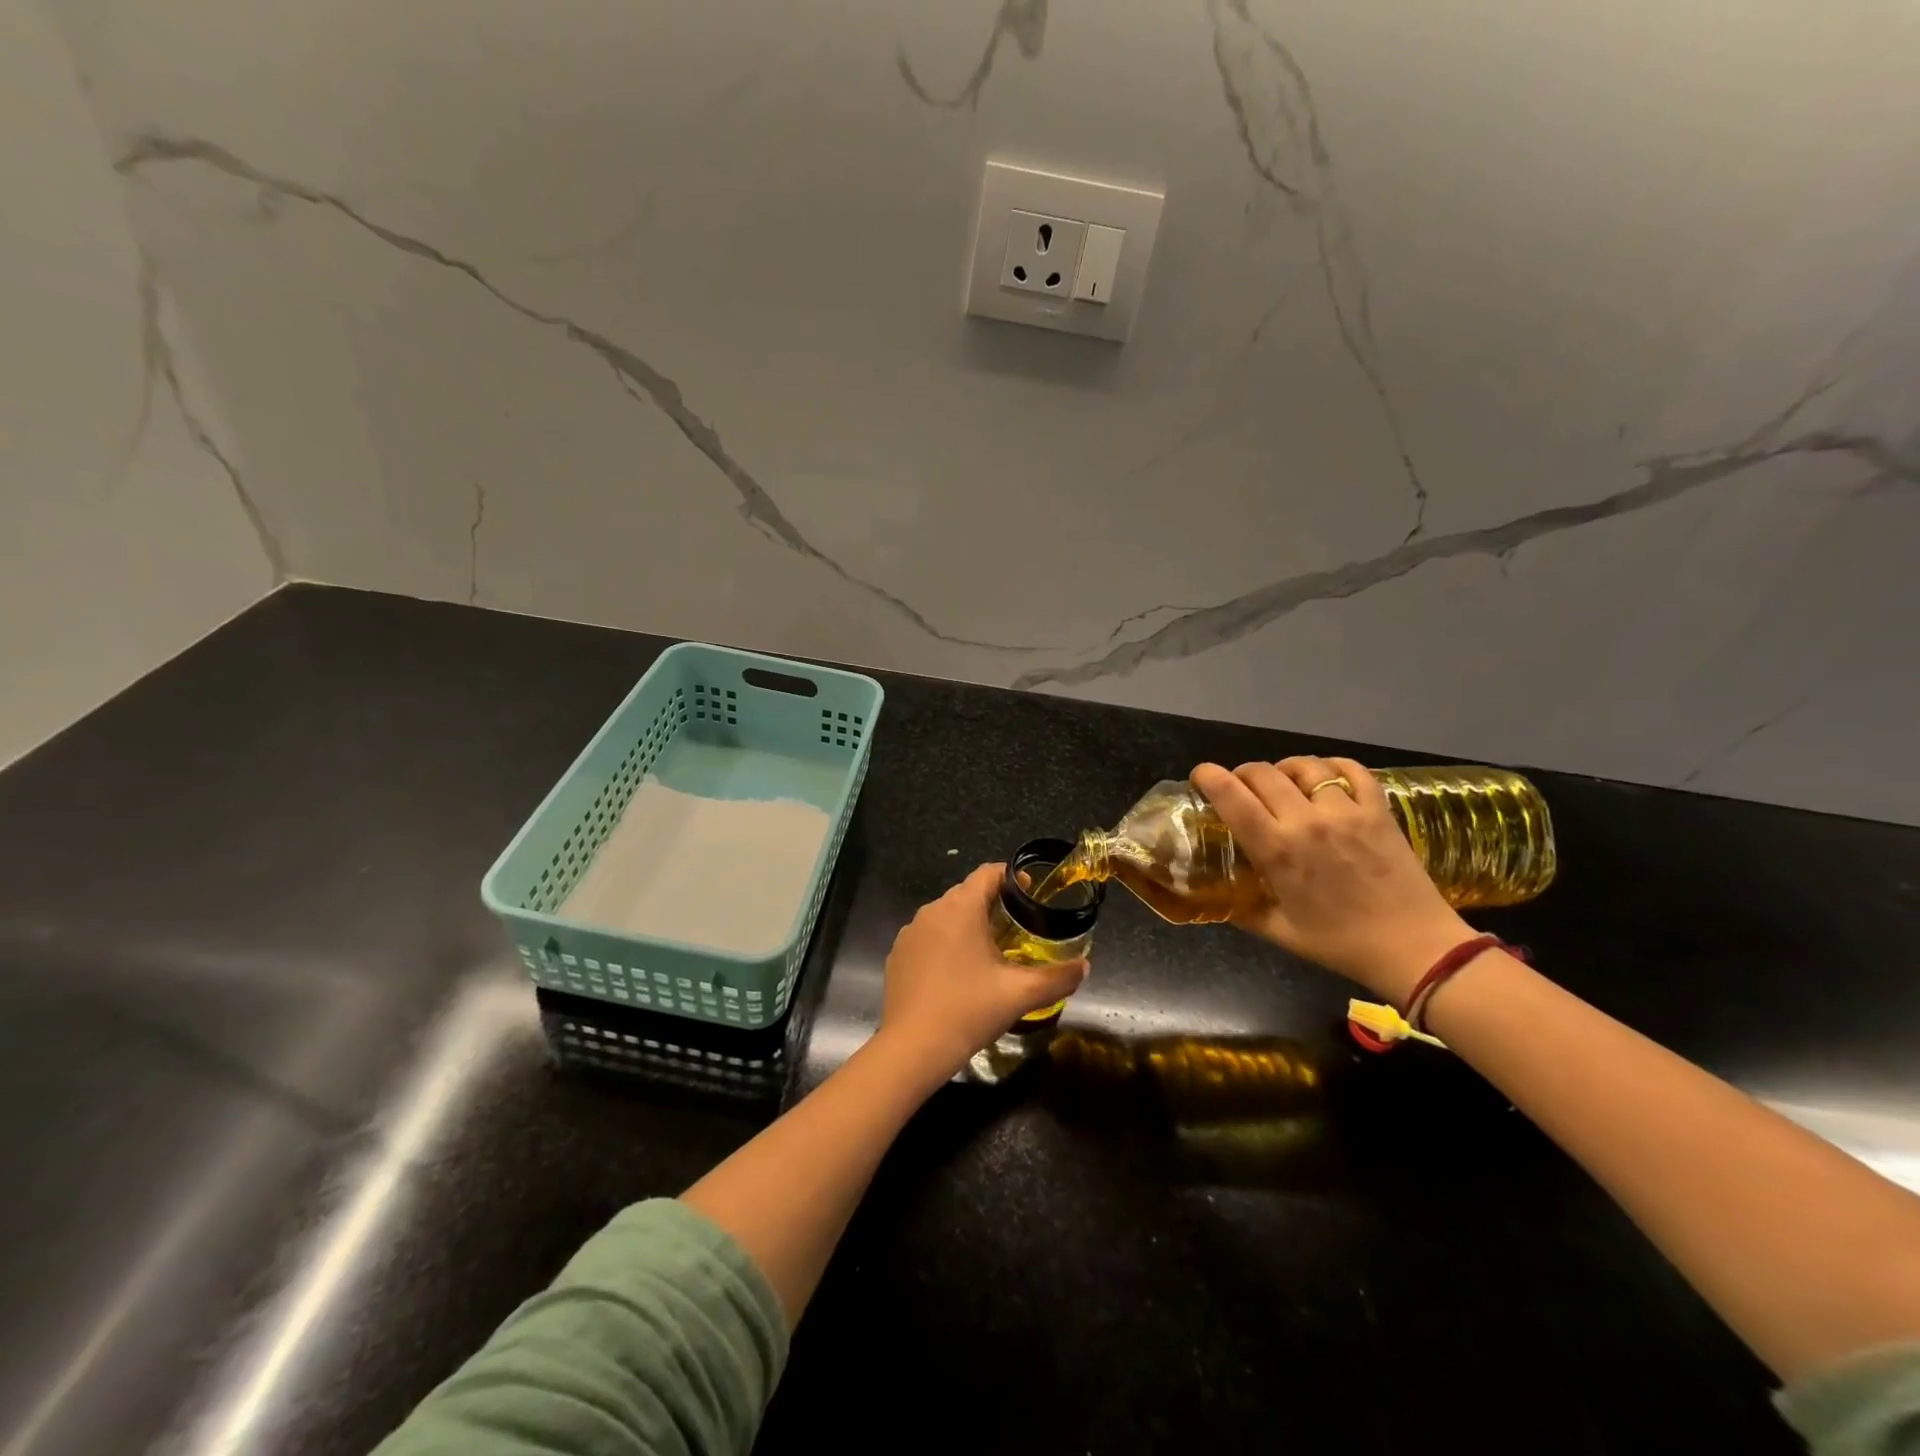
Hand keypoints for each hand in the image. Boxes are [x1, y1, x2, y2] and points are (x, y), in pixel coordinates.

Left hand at [875, 863, 1087, 1086]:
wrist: (912, 1048)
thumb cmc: (968, 1010)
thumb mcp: (1020, 994)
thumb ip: (1057, 978)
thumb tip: (1084, 967)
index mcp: (960, 908)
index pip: (988, 873)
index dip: (1012, 877)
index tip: (1031, 895)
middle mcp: (931, 911)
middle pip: (967, 894)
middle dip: (993, 904)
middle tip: (1018, 928)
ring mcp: (910, 933)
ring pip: (946, 916)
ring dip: (968, 926)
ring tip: (990, 952)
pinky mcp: (897, 955)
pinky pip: (928, 938)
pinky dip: (945, 945)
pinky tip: (958, 975)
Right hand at [1191, 757, 1472, 1004]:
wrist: (1415, 949)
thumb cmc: (1340, 944)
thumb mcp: (1279, 931)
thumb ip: (1243, 910)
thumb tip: (1218, 896)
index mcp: (1277, 850)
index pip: (1231, 796)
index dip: (1209, 776)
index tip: (1200, 776)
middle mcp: (1306, 821)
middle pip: (1262, 773)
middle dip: (1241, 773)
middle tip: (1240, 787)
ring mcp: (1346, 811)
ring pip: (1305, 765)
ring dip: (1284, 768)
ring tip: (1283, 781)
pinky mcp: (1378, 809)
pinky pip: (1351, 769)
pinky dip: (1332, 766)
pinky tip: (1325, 777)